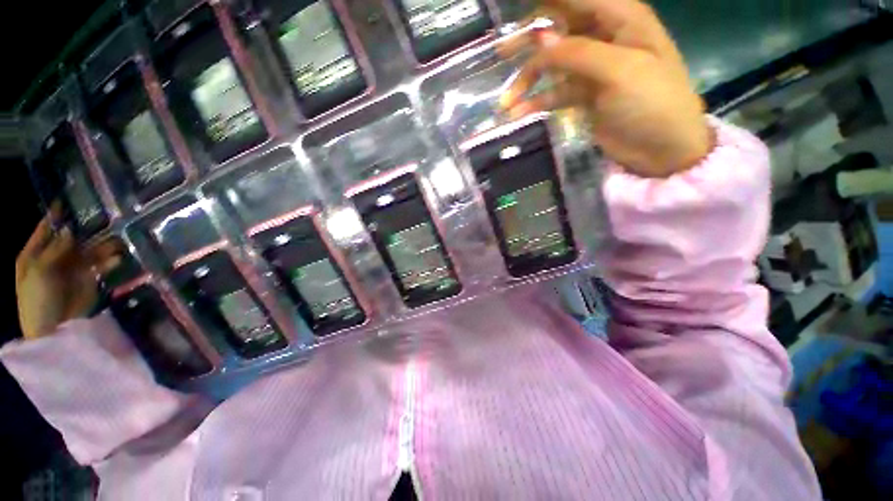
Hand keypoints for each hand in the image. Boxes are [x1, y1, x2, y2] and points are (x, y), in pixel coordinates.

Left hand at [15, 215, 120, 339]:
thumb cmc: (37, 300)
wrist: (53, 331)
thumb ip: (54, 250)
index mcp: (34, 255)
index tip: (67, 200)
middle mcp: (54, 259)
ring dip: (102, 245)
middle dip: (86, 229)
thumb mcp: (39, 272)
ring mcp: (72, 270)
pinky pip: (101, 266)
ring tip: (119, 239)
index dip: (55, 216)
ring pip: (89, 251)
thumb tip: (70, 229)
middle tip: (104, 217)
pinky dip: (109, 262)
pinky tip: (117, 258)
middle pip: (71, 238)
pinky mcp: (89, 281)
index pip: (45, 230)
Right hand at [500, 0, 712, 177]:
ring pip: (551, 65)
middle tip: (502, 52)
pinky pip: (553, 93)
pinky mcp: (583, 95)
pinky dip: (535, 102)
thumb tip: (540, 38)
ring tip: (506, 102)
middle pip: (559, 28)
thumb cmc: (652, 103)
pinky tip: (518, 114)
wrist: (660, 149)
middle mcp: (603, 37)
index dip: (546, 2)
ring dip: (527, 81)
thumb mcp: (619, 71)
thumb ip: (578, 52)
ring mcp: (591, 68)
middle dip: (529, 40)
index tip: (516, 6)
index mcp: (620, 18)